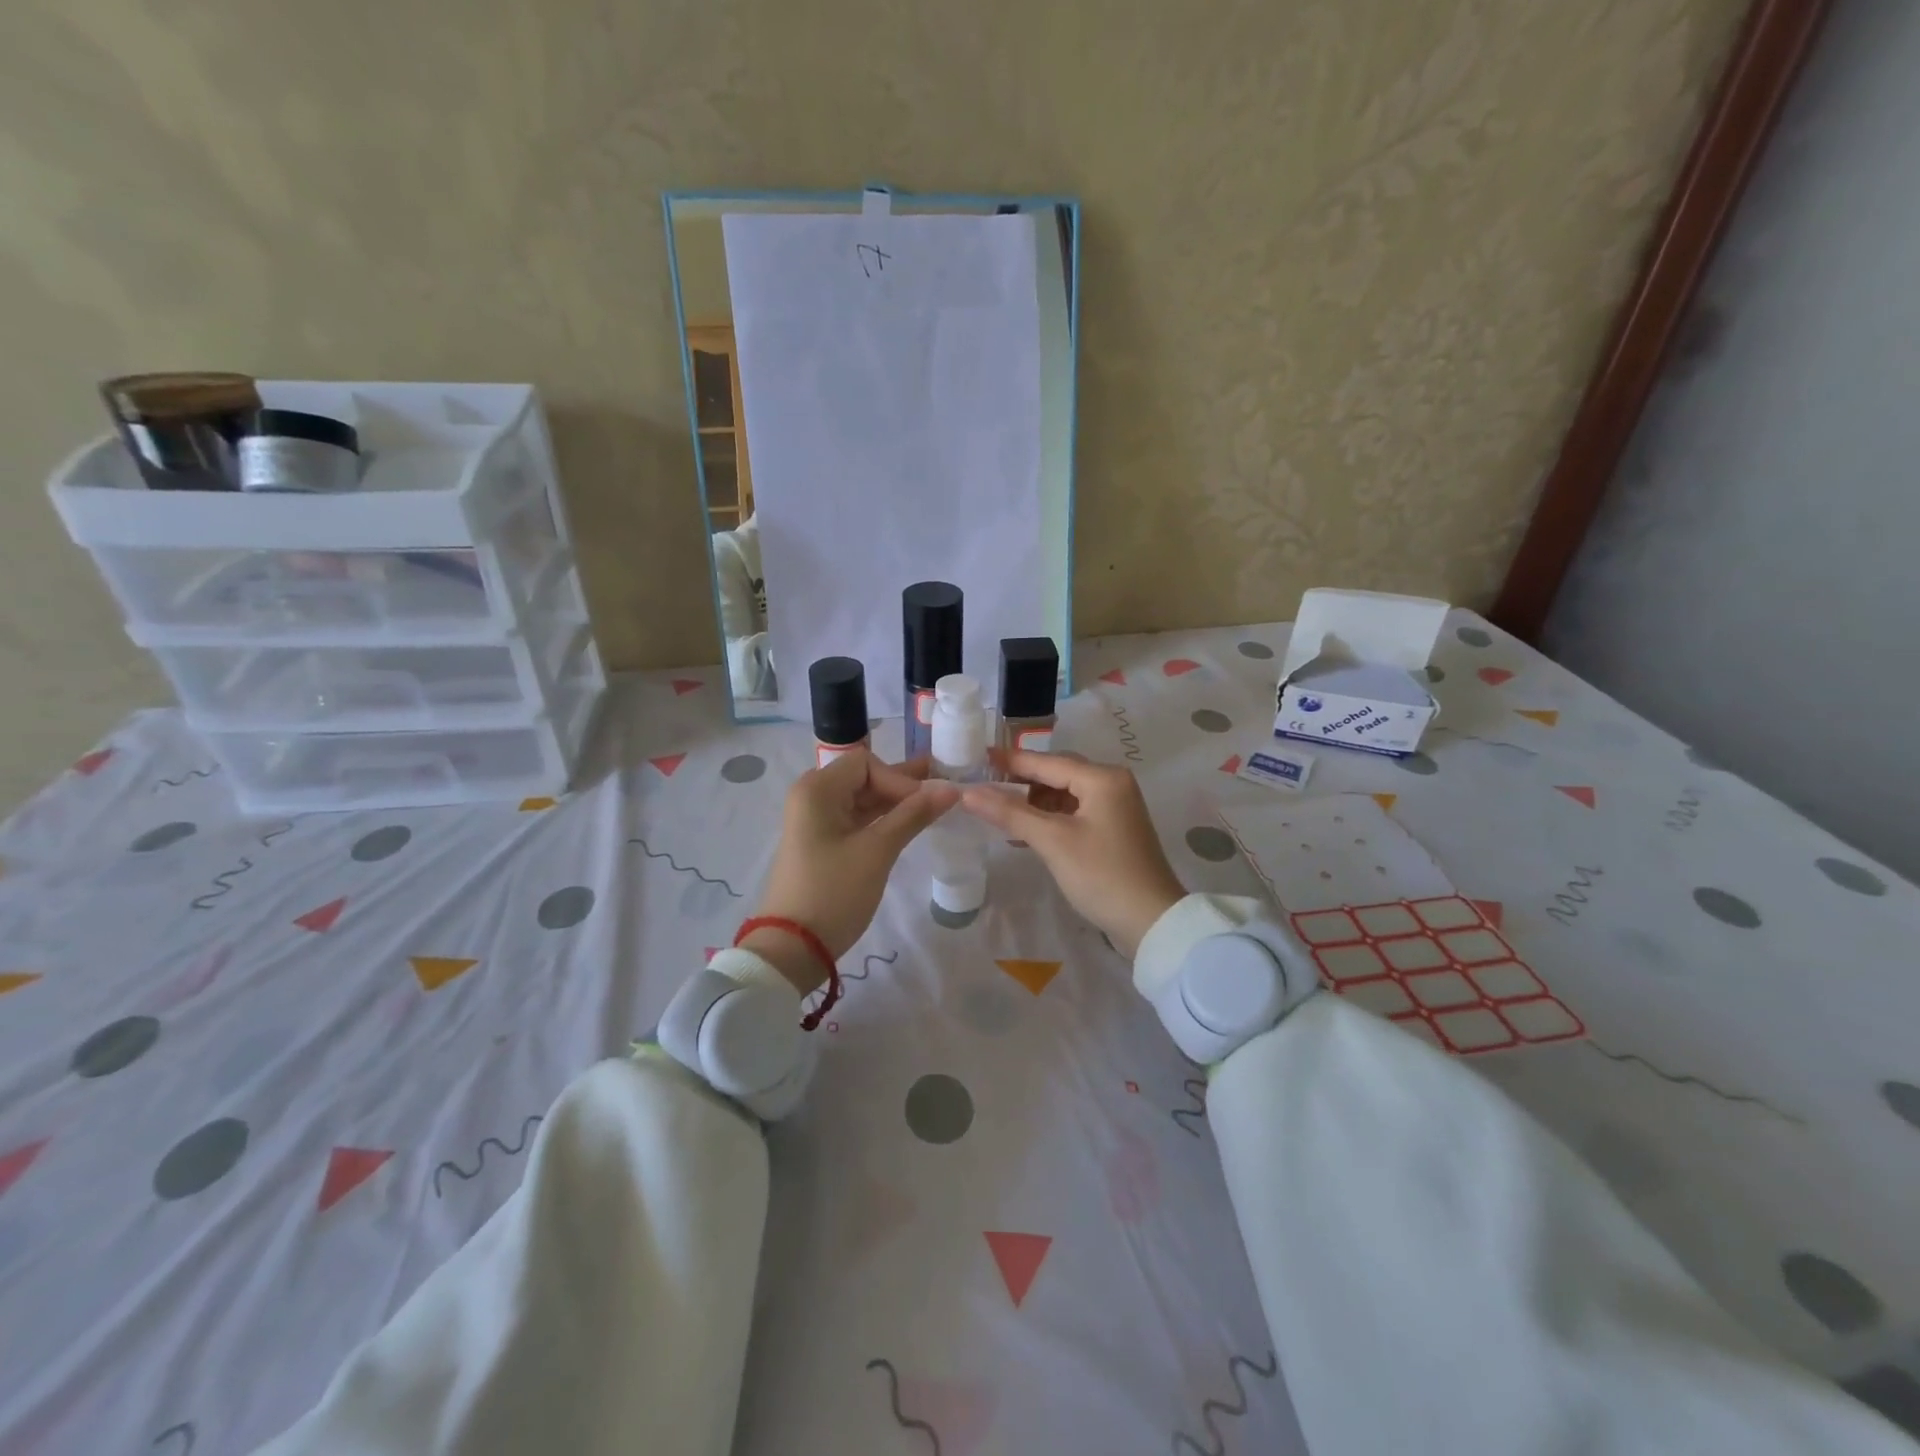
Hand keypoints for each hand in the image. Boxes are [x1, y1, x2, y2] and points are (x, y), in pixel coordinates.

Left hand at [745, 751, 958, 992]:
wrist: (793, 948)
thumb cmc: (833, 892)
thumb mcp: (877, 851)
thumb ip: (913, 815)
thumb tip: (951, 788)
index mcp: (817, 789)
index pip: (867, 763)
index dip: (900, 778)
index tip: (927, 804)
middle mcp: (813, 797)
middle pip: (865, 778)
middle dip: (903, 785)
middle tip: (945, 789)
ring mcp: (816, 822)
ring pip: (863, 800)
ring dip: (896, 803)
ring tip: (937, 804)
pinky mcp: (823, 844)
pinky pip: (857, 820)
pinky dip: (883, 820)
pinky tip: (911, 824)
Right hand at [960, 750, 1185, 957]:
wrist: (1151, 921)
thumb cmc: (1102, 875)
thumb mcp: (1052, 842)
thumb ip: (1010, 813)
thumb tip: (968, 793)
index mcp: (1103, 778)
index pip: (1047, 761)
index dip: (1010, 760)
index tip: (978, 756)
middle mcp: (1112, 783)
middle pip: (1057, 773)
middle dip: (1021, 781)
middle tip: (983, 785)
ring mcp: (1116, 806)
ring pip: (1064, 793)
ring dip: (1033, 802)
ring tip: (999, 813)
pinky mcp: (1114, 828)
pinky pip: (1074, 811)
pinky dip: (1049, 818)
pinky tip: (1025, 832)